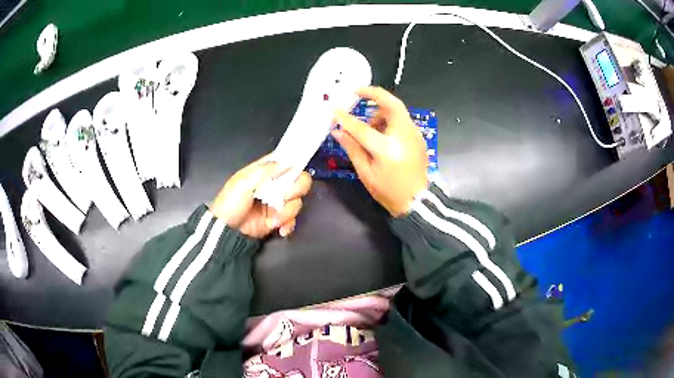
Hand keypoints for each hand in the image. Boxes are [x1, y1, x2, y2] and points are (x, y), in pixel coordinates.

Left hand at [209, 156, 311, 238]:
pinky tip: (280, 229)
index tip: (296, 170)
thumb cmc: (230, 203)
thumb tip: (287, 162)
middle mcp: (273, 185)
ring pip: (296, 202)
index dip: (294, 163)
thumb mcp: (243, 183)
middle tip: (285, 197)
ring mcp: (276, 203)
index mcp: (263, 172)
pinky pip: (292, 219)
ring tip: (274, 219)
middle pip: (298, 181)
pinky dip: (288, 224)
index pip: (284, 161)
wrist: (225, 231)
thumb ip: (266, 170)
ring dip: (287, 212)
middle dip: (296, 189)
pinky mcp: (277, 219)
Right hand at [331, 87, 427, 216]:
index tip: (334, 110)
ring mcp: (414, 135)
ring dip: (381, 109)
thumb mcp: (366, 173)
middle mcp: (404, 136)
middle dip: (374, 94)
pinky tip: (381, 132)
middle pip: (392, 104)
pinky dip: (389, 118)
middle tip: (357, 92)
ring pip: (398, 110)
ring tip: (368, 124)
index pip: (362, 128)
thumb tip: (338, 131)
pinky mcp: (418, 137)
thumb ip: (352, 148)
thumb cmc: (389, 191)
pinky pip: (402, 119)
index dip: (346, 119)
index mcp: (387, 149)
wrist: (417, 201)